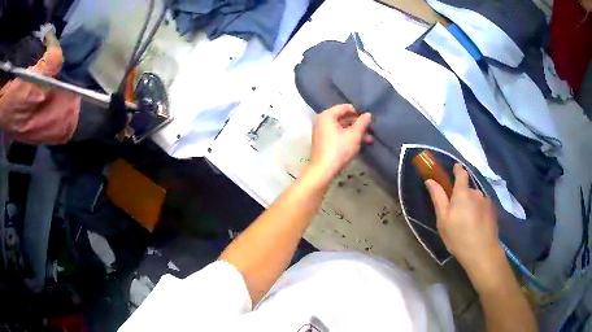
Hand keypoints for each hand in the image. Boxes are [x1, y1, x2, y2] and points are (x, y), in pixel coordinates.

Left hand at [309, 104, 371, 181]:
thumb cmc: (339, 149)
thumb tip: (368, 114)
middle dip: (358, 124)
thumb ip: (362, 123)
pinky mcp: (325, 142)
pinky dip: (349, 137)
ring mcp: (322, 132)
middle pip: (343, 118)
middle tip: (371, 128)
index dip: (358, 111)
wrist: (323, 170)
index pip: (345, 107)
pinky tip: (362, 143)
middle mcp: (322, 121)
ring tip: (370, 138)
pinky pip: (338, 135)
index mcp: (327, 116)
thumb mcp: (354, 135)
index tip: (369, 118)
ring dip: (356, 132)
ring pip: (342, 128)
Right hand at [425, 164, 503, 277]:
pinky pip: (483, 207)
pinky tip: (476, 226)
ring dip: (471, 205)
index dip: (457, 169)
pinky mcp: (493, 211)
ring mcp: (486, 201)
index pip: (461, 173)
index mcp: (463, 193)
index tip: (454, 169)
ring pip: (476, 199)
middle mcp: (476, 193)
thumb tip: (430, 180)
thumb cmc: (458, 236)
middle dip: (462, 196)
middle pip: (468, 189)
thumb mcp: (443, 220)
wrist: (482, 252)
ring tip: (467, 223)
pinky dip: (479, 212)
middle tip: (456, 213)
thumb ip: (438, 198)